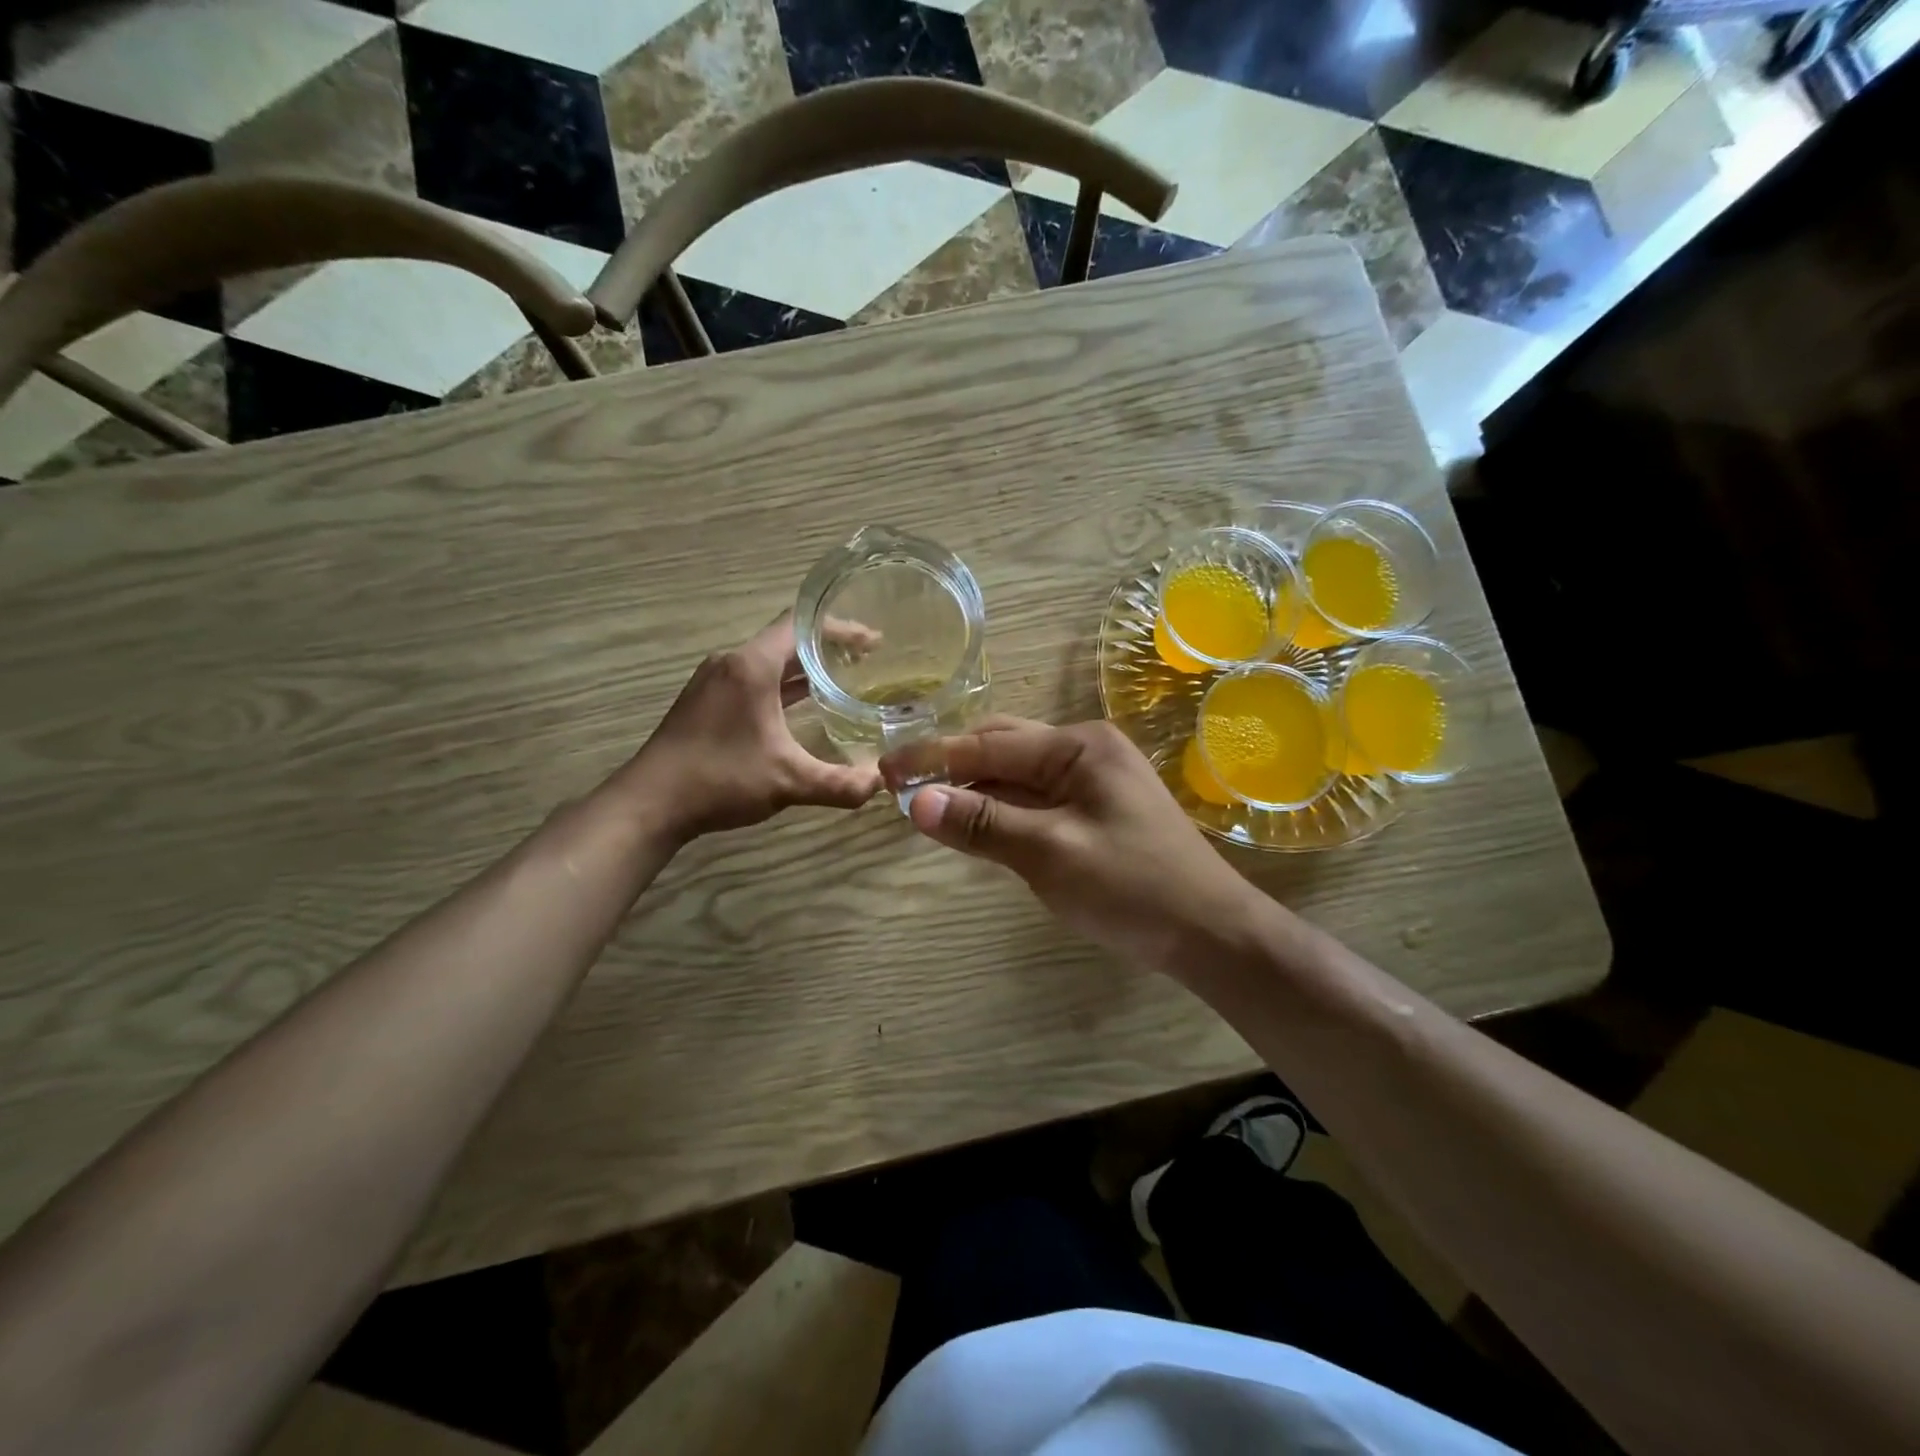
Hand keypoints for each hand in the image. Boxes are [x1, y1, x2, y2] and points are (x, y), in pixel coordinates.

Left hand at [615, 616, 881, 841]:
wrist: (650, 803)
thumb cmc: (720, 780)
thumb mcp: (788, 782)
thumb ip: (839, 784)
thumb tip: (881, 784)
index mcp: (751, 666)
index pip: (801, 625)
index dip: (841, 628)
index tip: (874, 641)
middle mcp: (732, 662)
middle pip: (786, 640)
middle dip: (828, 648)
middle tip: (867, 660)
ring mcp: (714, 681)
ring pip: (769, 660)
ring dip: (804, 667)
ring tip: (843, 678)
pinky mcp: (706, 701)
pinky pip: (754, 679)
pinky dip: (783, 684)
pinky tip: (802, 705)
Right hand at [881, 719, 1267, 976]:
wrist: (1210, 933)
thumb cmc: (1132, 886)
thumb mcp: (1051, 854)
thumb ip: (983, 824)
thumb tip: (916, 802)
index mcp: (1078, 747)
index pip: (989, 745)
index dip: (934, 757)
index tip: (884, 769)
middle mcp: (1084, 751)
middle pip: (1002, 749)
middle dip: (951, 765)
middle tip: (901, 788)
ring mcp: (1091, 781)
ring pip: (1016, 775)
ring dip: (973, 789)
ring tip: (926, 806)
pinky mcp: (1093, 810)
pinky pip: (1034, 799)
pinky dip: (1000, 809)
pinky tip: (974, 823)